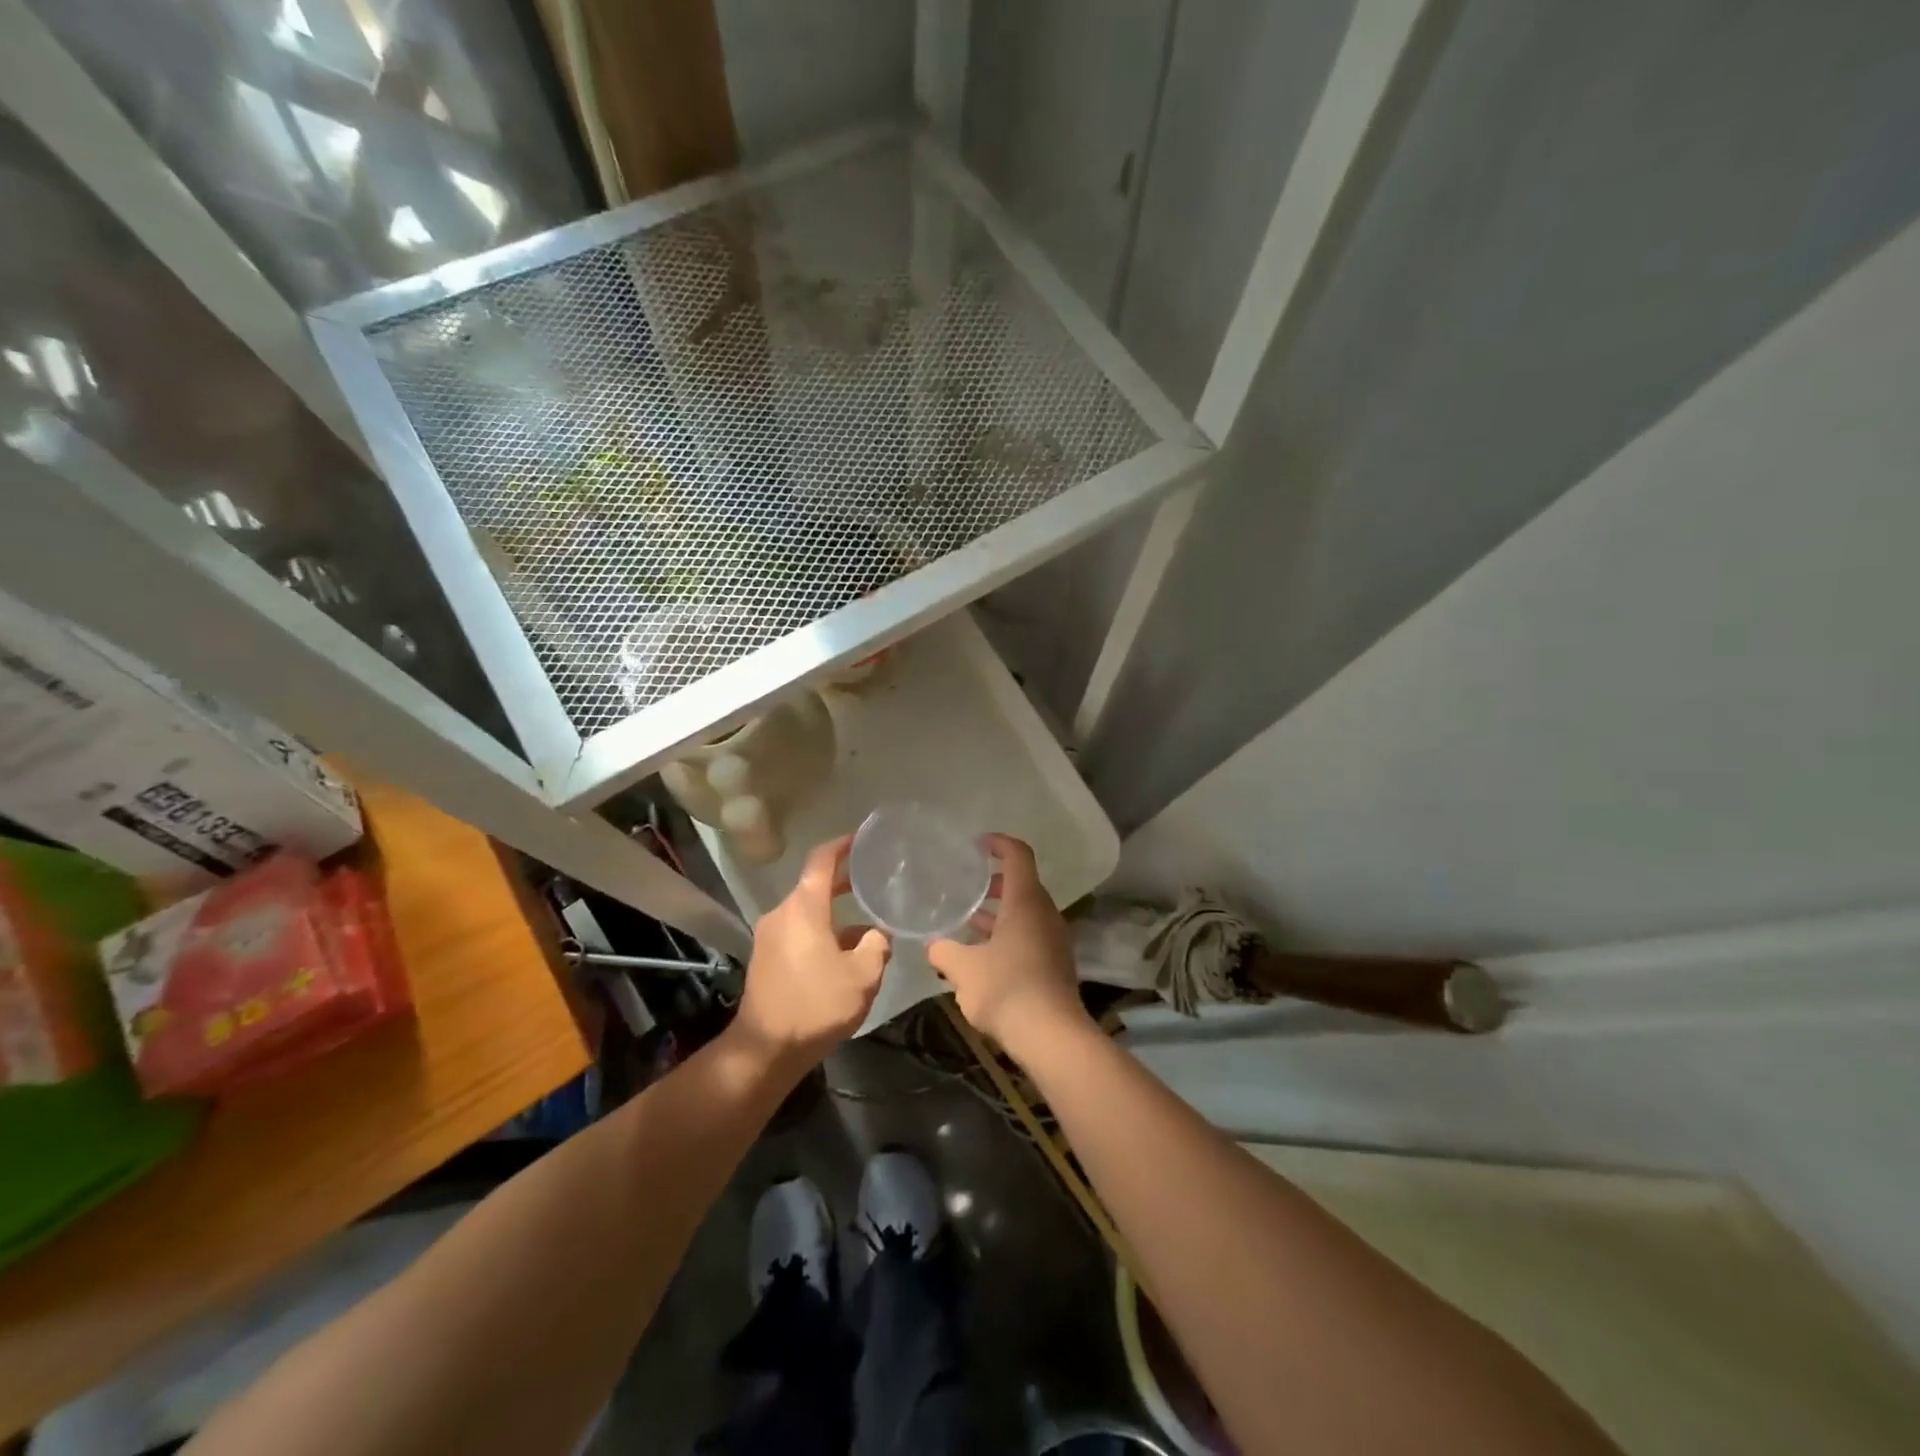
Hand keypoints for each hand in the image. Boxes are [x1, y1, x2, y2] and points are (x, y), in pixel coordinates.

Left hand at [731, 836, 888, 1071]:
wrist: (766, 1049)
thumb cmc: (816, 1004)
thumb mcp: (863, 975)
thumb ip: (877, 946)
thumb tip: (877, 935)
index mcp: (804, 908)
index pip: (821, 860)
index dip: (842, 845)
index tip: (862, 839)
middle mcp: (782, 914)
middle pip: (814, 886)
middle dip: (844, 881)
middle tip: (874, 880)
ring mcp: (770, 936)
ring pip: (808, 913)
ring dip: (835, 915)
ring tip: (867, 926)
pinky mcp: (766, 959)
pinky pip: (798, 932)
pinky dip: (821, 933)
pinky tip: (844, 955)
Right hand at [928, 834, 1091, 1062]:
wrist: (1052, 1036)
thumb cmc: (1006, 990)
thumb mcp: (963, 969)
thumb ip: (944, 951)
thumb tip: (932, 945)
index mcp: (1025, 902)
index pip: (1018, 855)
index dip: (999, 843)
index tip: (977, 845)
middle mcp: (1044, 913)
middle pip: (1022, 883)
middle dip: (994, 882)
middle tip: (966, 887)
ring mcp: (1054, 938)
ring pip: (1025, 912)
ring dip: (1000, 912)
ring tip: (968, 921)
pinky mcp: (1055, 962)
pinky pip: (1030, 934)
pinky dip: (1008, 933)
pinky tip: (984, 954)